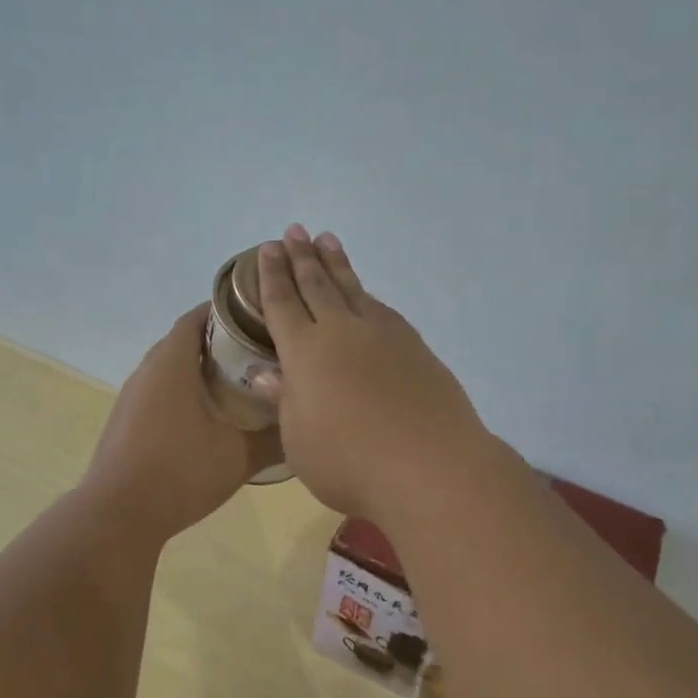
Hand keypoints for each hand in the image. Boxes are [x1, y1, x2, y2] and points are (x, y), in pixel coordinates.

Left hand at [81, 304, 282, 541]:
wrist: (118, 515)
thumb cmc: (181, 472)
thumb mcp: (239, 455)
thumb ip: (275, 436)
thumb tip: (303, 423)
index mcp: (172, 362)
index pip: (198, 316)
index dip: (229, 310)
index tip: (261, 317)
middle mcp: (147, 370)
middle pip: (186, 340)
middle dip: (221, 341)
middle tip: (260, 352)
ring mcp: (132, 397)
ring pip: (172, 368)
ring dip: (202, 369)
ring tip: (241, 383)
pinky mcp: (126, 421)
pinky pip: (161, 392)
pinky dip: (185, 392)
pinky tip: (209, 417)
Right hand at [253, 225, 492, 521]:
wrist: (430, 466)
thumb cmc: (350, 462)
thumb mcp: (300, 441)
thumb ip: (285, 401)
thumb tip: (268, 373)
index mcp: (305, 352)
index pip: (282, 304)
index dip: (272, 276)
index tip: (268, 249)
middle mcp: (342, 332)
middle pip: (317, 285)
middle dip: (302, 257)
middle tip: (294, 231)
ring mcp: (383, 335)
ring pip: (353, 289)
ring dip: (337, 264)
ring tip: (327, 241)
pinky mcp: (414, 346)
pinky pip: (381, 309)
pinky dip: (367, 294)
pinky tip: (366, 294)